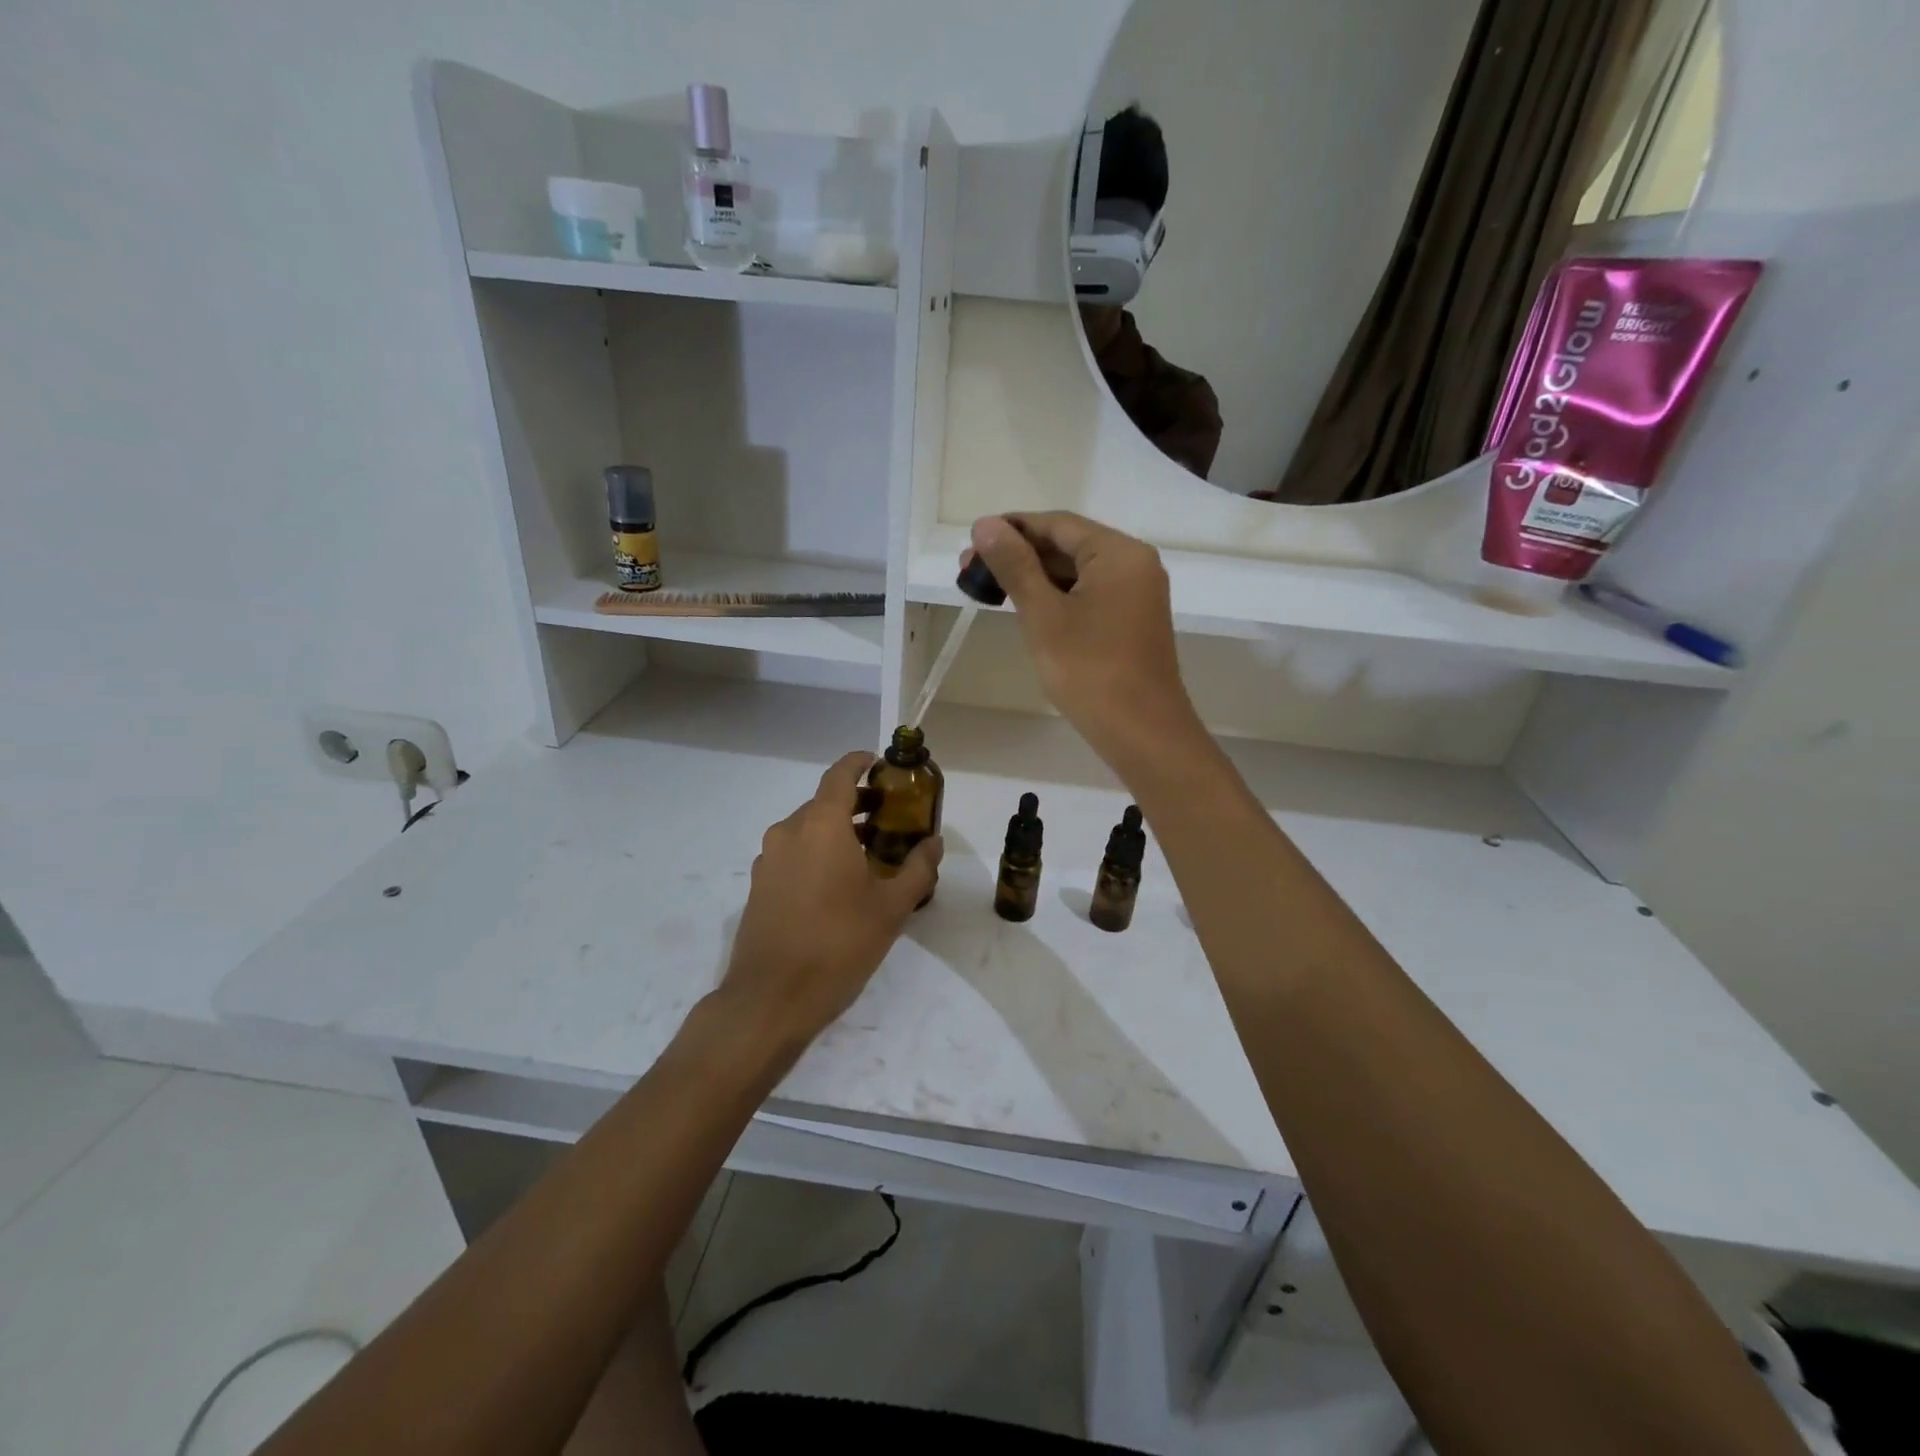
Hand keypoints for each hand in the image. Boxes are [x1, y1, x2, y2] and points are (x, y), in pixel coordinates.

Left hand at [717, 752, 942, 1049]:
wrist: (771, 999)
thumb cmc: (838, 944)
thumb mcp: (891, 908)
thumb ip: (917, 869)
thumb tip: (934, 843)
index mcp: (820, 825)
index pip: (840, 776)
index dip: (860, 763)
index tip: (880, 763)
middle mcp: (788, 832)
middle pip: (823, 803)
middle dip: (856, 803)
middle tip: (888, 817)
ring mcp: (768, 860)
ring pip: (806, 830)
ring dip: (836, 831)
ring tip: (869, 852)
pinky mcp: (758, 886)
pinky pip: (792, 854)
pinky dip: (816, 853)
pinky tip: (838, 883)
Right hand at [966, 512, 1201, 774]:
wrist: (1141, 733)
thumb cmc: (1090, 671)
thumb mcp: (1043, 615)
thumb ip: (1015, 566)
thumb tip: (985, 524)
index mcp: (1118, 553)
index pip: (1057, 524)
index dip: (1011, 529)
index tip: (971, 543)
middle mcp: (1134, 564)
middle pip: (1068, 545)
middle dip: (1019, 555)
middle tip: (970, 571)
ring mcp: (1136, 595)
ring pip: (1077, 573)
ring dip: (1035, 578)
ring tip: (989, 590)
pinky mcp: (1132, 622)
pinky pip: (1089, 595)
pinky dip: (1057, 598)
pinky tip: (1026, 609)